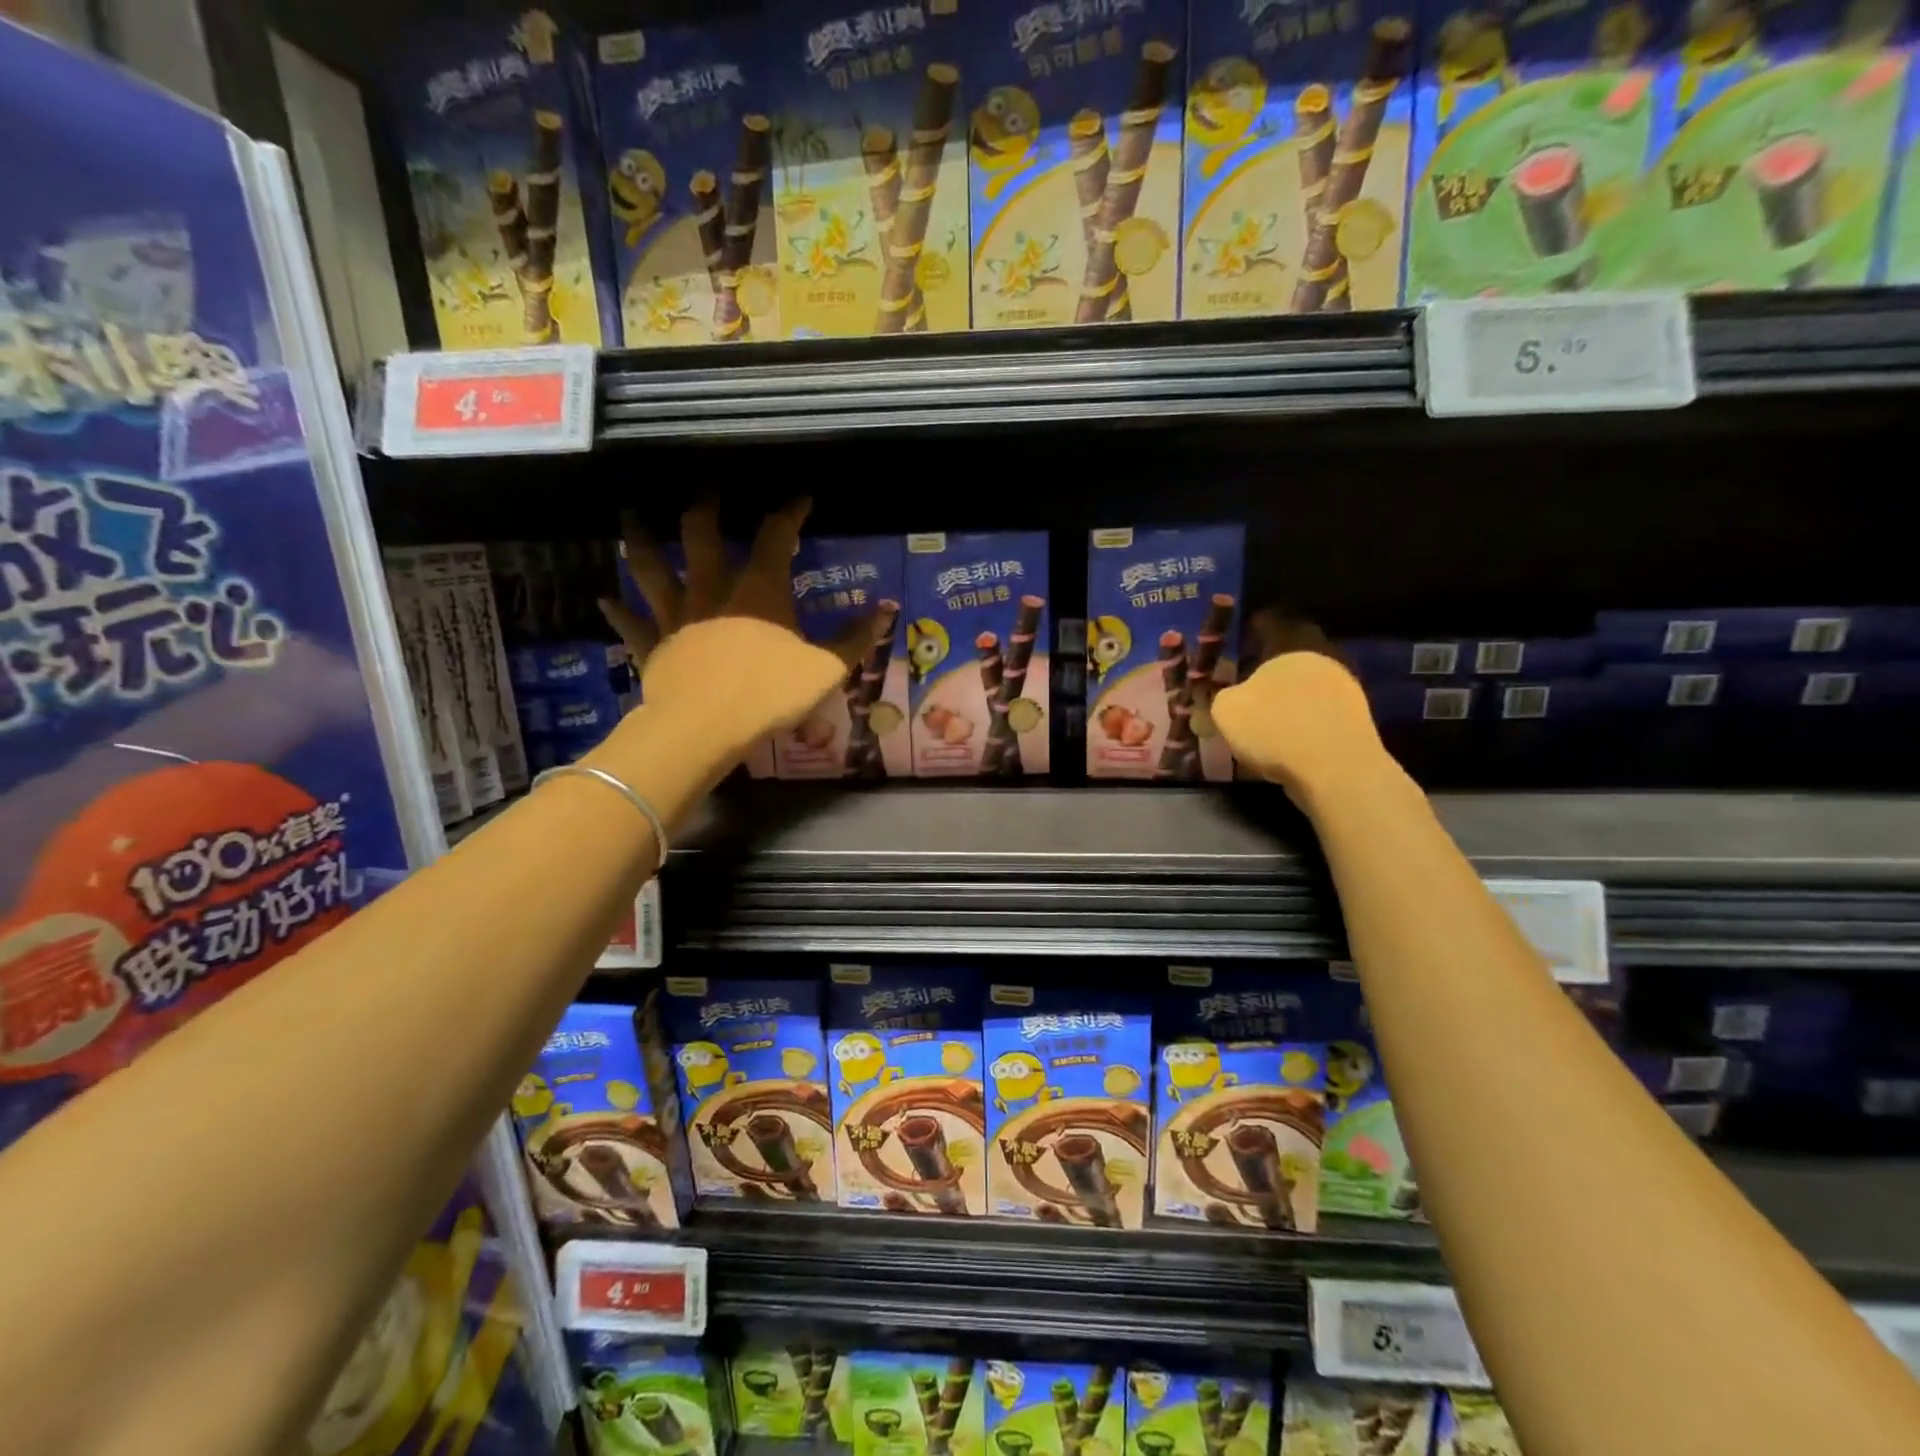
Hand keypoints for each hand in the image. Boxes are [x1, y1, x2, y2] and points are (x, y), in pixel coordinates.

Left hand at [598, 501, 873, 763]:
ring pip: (652, 568)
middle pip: (701, 535)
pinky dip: (618, 611)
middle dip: (704, 505)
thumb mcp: (826, 669)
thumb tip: (888, 609)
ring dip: (640, 540)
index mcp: (758, 591)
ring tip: (630, 517)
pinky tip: (604, 599)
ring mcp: (676, 617)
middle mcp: (712, 591)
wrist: (705, 729)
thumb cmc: (769, 694)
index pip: (775, 537)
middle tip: (704, 483)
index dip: (789, 512)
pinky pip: (631, 624)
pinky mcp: (652, 647)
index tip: (800, 496)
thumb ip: (855, 639)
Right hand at [1210, 612, 1387, 804]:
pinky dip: (1301, 712)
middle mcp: (1323, 654)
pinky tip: (1284, 731)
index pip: (1270, 620)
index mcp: (1292, 642)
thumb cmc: (1275, 727)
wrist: (1336, 770)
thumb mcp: (1226, 710)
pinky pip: (1319, 705)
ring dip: (1287, 689)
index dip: (1250, 627)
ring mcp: (1344, 686)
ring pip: (1307, 678)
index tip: (1236, 638)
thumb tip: (1215, 697)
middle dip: (1269, 660)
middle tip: (1245, 674)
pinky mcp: (1355, 717)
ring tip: (1263, 707)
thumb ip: (1216, 696)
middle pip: (1292, 649)